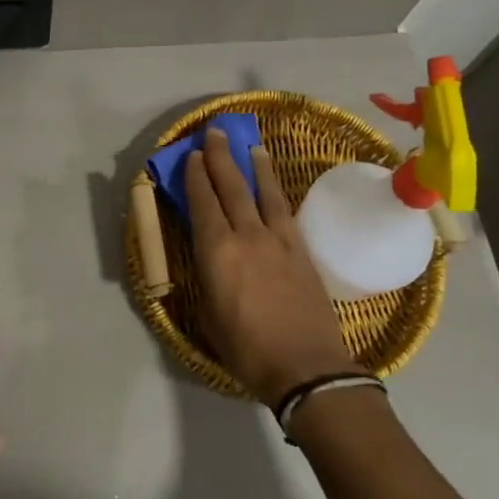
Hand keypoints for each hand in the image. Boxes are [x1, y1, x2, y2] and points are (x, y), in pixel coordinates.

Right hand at [186, 127, 358, 405]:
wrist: (306, 366)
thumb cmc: (247, 350)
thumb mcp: (210, 317)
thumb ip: (207, 280)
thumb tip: (209, 261)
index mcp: (217, 253)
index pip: (203, 203)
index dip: (196, 177)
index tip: (192, 155)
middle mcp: (247, 236)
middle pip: (232, 187)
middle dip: (220, 158)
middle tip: (215, 133)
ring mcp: (278, 240)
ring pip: (264, 192)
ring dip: (255, 166)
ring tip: (250, 145)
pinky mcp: (302, 250)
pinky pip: (286, 210)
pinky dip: (277, 191)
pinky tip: (274, 185)